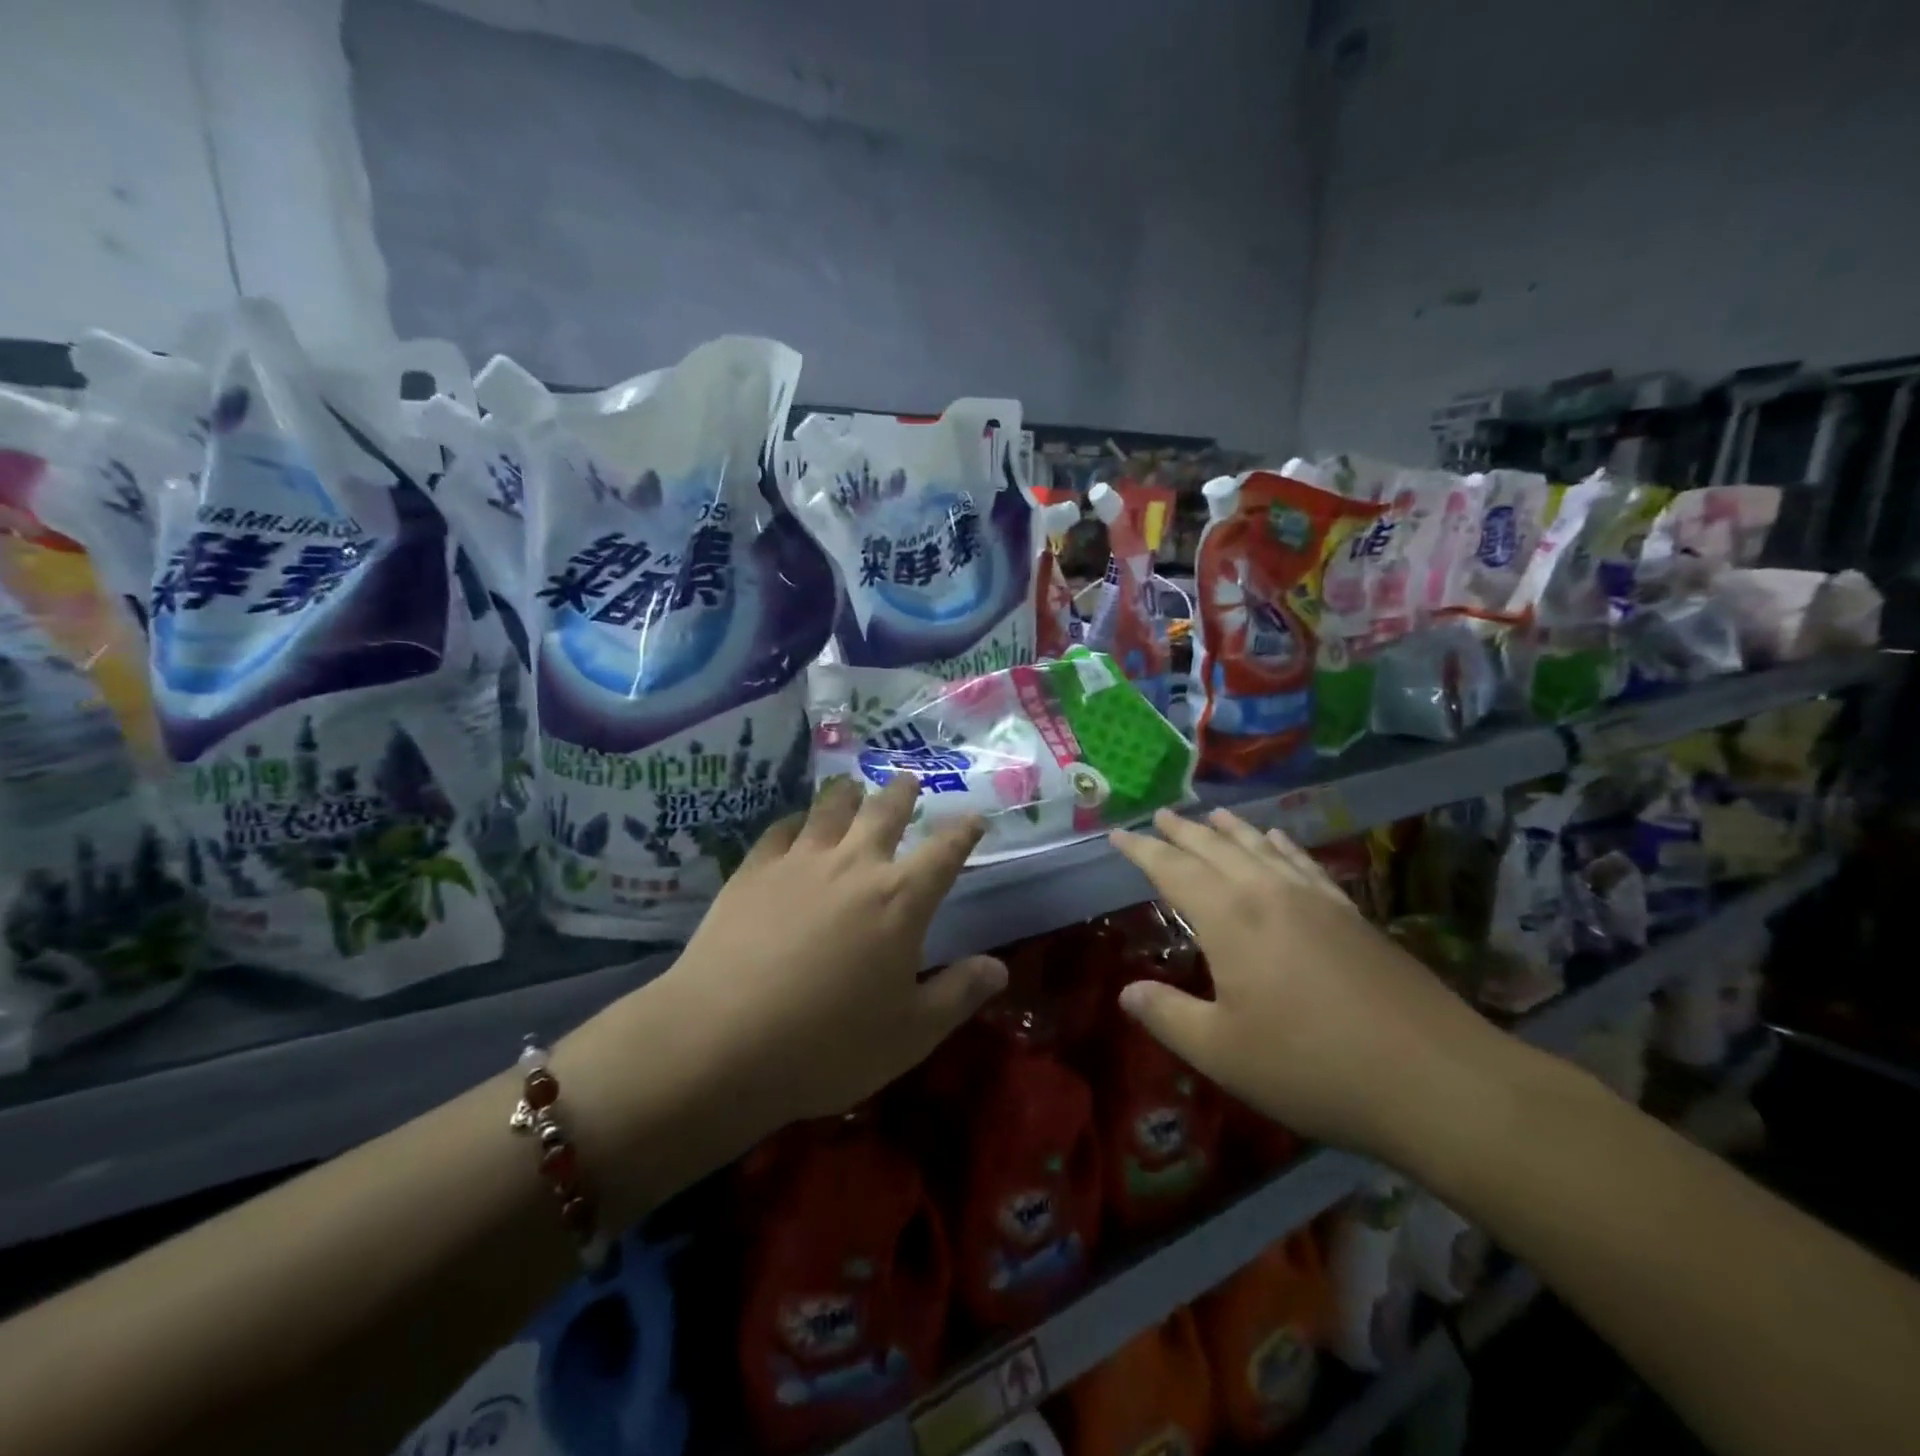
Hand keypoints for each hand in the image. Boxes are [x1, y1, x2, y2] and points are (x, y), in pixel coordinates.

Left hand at [605, 776, 1005, 1125]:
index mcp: (901, 900)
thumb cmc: (828, 1045)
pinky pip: (782, 829)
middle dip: (902, 793)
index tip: (974, 817)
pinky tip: (796, 825)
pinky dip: (797, 820)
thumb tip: (998, 967)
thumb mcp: (910, 1034)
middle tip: (909, 779)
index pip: (945, 852)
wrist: (721, 1041)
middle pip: (885, 812)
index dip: (963, 831)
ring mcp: (800, 861)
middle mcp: (855, 865)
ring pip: (831, 808)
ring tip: (854, 786)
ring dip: (849, 793)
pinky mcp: (753, 869)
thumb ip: (958, 994)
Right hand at [1109, 808, 1522, 1162]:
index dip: (1142, 850)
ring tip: (1213, 814)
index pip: (1173, 869)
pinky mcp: (1352, 915)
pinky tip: (1280, 840)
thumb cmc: (1312, 1067)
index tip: (1118, 834)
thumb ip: (1168, 1016)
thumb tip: (1126, 991)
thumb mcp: (1222, 1052)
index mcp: (1230, 918)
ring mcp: (1316, 900)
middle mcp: (1269, 893)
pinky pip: (1305, 863)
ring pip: (1262, 848)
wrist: (1435, 1080)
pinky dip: (1284, 845)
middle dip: (1184, 831)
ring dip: (1232, 829)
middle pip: (1216, 848)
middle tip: (1161, 815)